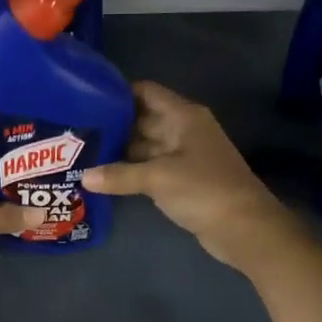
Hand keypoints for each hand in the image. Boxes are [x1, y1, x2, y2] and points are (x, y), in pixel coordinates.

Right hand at [82, 82, 296, 269]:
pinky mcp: (182, 180)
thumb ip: (119, 175)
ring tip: (82, 153)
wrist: (244, 228)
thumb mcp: (158, 178)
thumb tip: (83, 177)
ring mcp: (184, 156)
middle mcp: (183, 130)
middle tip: (76, 131)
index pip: (146, 92)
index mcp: (183, 116)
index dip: (118, 93)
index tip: (86, 100)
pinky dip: (130, 171)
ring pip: (145, 146)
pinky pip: (151, 168)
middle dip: (113, 126)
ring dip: (119, 151)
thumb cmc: (203, 189)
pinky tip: (103, 177)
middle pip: (142, 119)